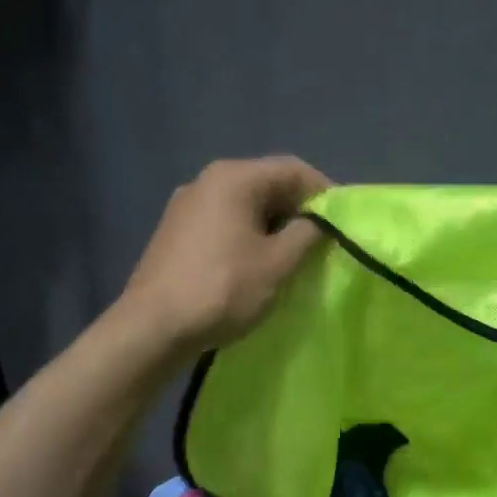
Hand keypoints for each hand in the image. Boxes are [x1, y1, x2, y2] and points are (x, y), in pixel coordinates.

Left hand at [121, 156, 332, 352]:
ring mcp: (187, 204)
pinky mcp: (176, 230)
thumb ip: (308, 234)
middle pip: (267, 183)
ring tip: (293, 256)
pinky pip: (225, 220)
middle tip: (322, 242)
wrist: (152, 327)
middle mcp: (207, 180)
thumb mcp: (278, 263)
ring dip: (275, 224)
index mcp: (234, 178)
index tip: (343, 223)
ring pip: (246, 204)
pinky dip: (249, 234)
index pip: (293, 169)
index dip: (325, 192)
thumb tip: (320, 221)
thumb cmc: (222, 289)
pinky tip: (257, 263)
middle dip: (299, 209)